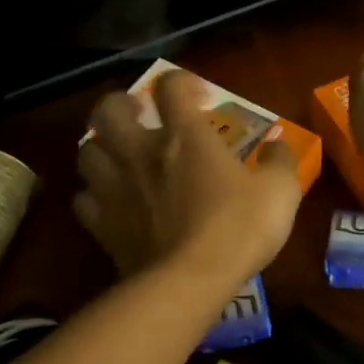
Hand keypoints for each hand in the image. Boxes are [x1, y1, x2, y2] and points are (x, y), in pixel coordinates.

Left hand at [75, 69, 302, 286]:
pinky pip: (83, 200)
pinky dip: (94, 195)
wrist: (190, 281)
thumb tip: (278, 147)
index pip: (171, 86)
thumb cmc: (238, 229)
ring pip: (87, 151)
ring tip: (120, 156)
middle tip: (140, 116)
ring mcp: (115, 189)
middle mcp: (141, 152)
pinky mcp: (102, 226)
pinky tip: (110, 202)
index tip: (198, 96)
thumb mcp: (280, 192)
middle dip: (121, 104)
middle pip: (108, 110)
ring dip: (102, 148)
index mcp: (185, 136)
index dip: (182, 82)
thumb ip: (279, 163)